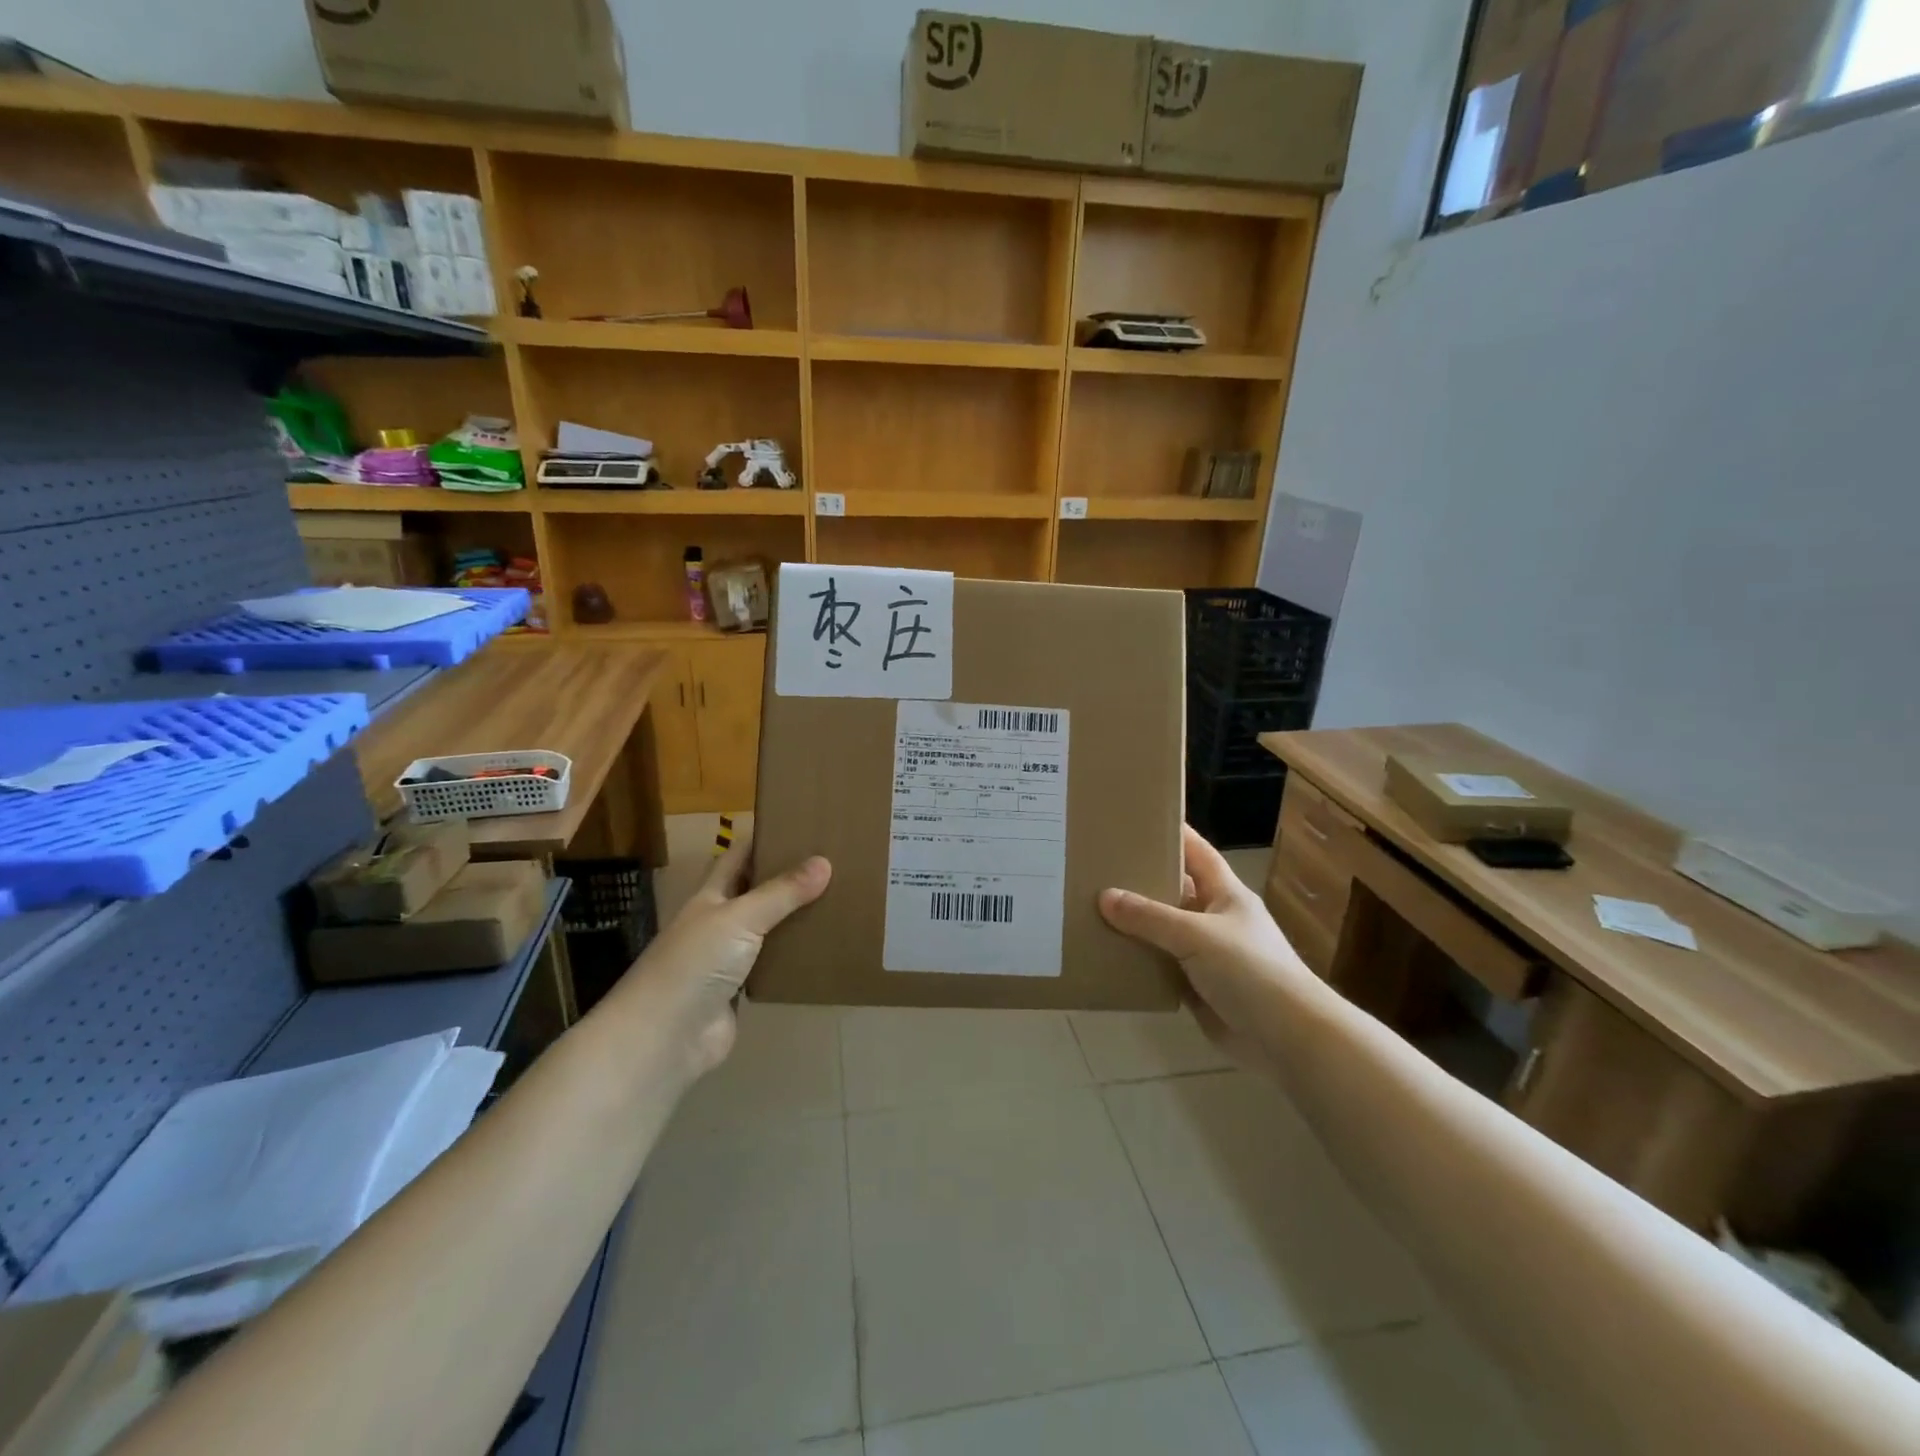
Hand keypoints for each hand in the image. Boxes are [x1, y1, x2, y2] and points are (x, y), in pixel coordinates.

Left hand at [612, 831, 830, 1080]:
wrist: (663, 1039)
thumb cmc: (694, 964)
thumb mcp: (739, 918)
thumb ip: (781, 893)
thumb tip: (825, 862)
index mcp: (711, 896)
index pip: (739, 856)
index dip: (765, 839)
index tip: (803, 825)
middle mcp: (719, 922)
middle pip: (758, 891)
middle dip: (789, 877)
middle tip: (835, 862)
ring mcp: (729, 959)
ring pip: (769, 929)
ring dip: (796, 918)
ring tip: (841, 900)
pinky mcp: (741, 991)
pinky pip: (774, 966)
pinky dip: (796, 957)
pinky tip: (826, 947)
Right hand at [1100, 824, 1311, 1065]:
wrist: (1287, 1039)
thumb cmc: (1250, 971)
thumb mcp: (1196, 935)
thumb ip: (1149, 917)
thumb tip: (1104, 896)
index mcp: (1226, 894)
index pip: (1196, 852)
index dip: (1172, 833)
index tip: (1136, 819)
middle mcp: (1215, 919)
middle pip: (1174, 891)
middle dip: (1141, 880)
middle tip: (1097, 867)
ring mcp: (1207, 955)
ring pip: (1163, 931)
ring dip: (1135, 925)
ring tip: (1090, 908)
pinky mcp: (1197, 987)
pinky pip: (1161, 967)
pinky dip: (1139, 962)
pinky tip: (1107, 954)